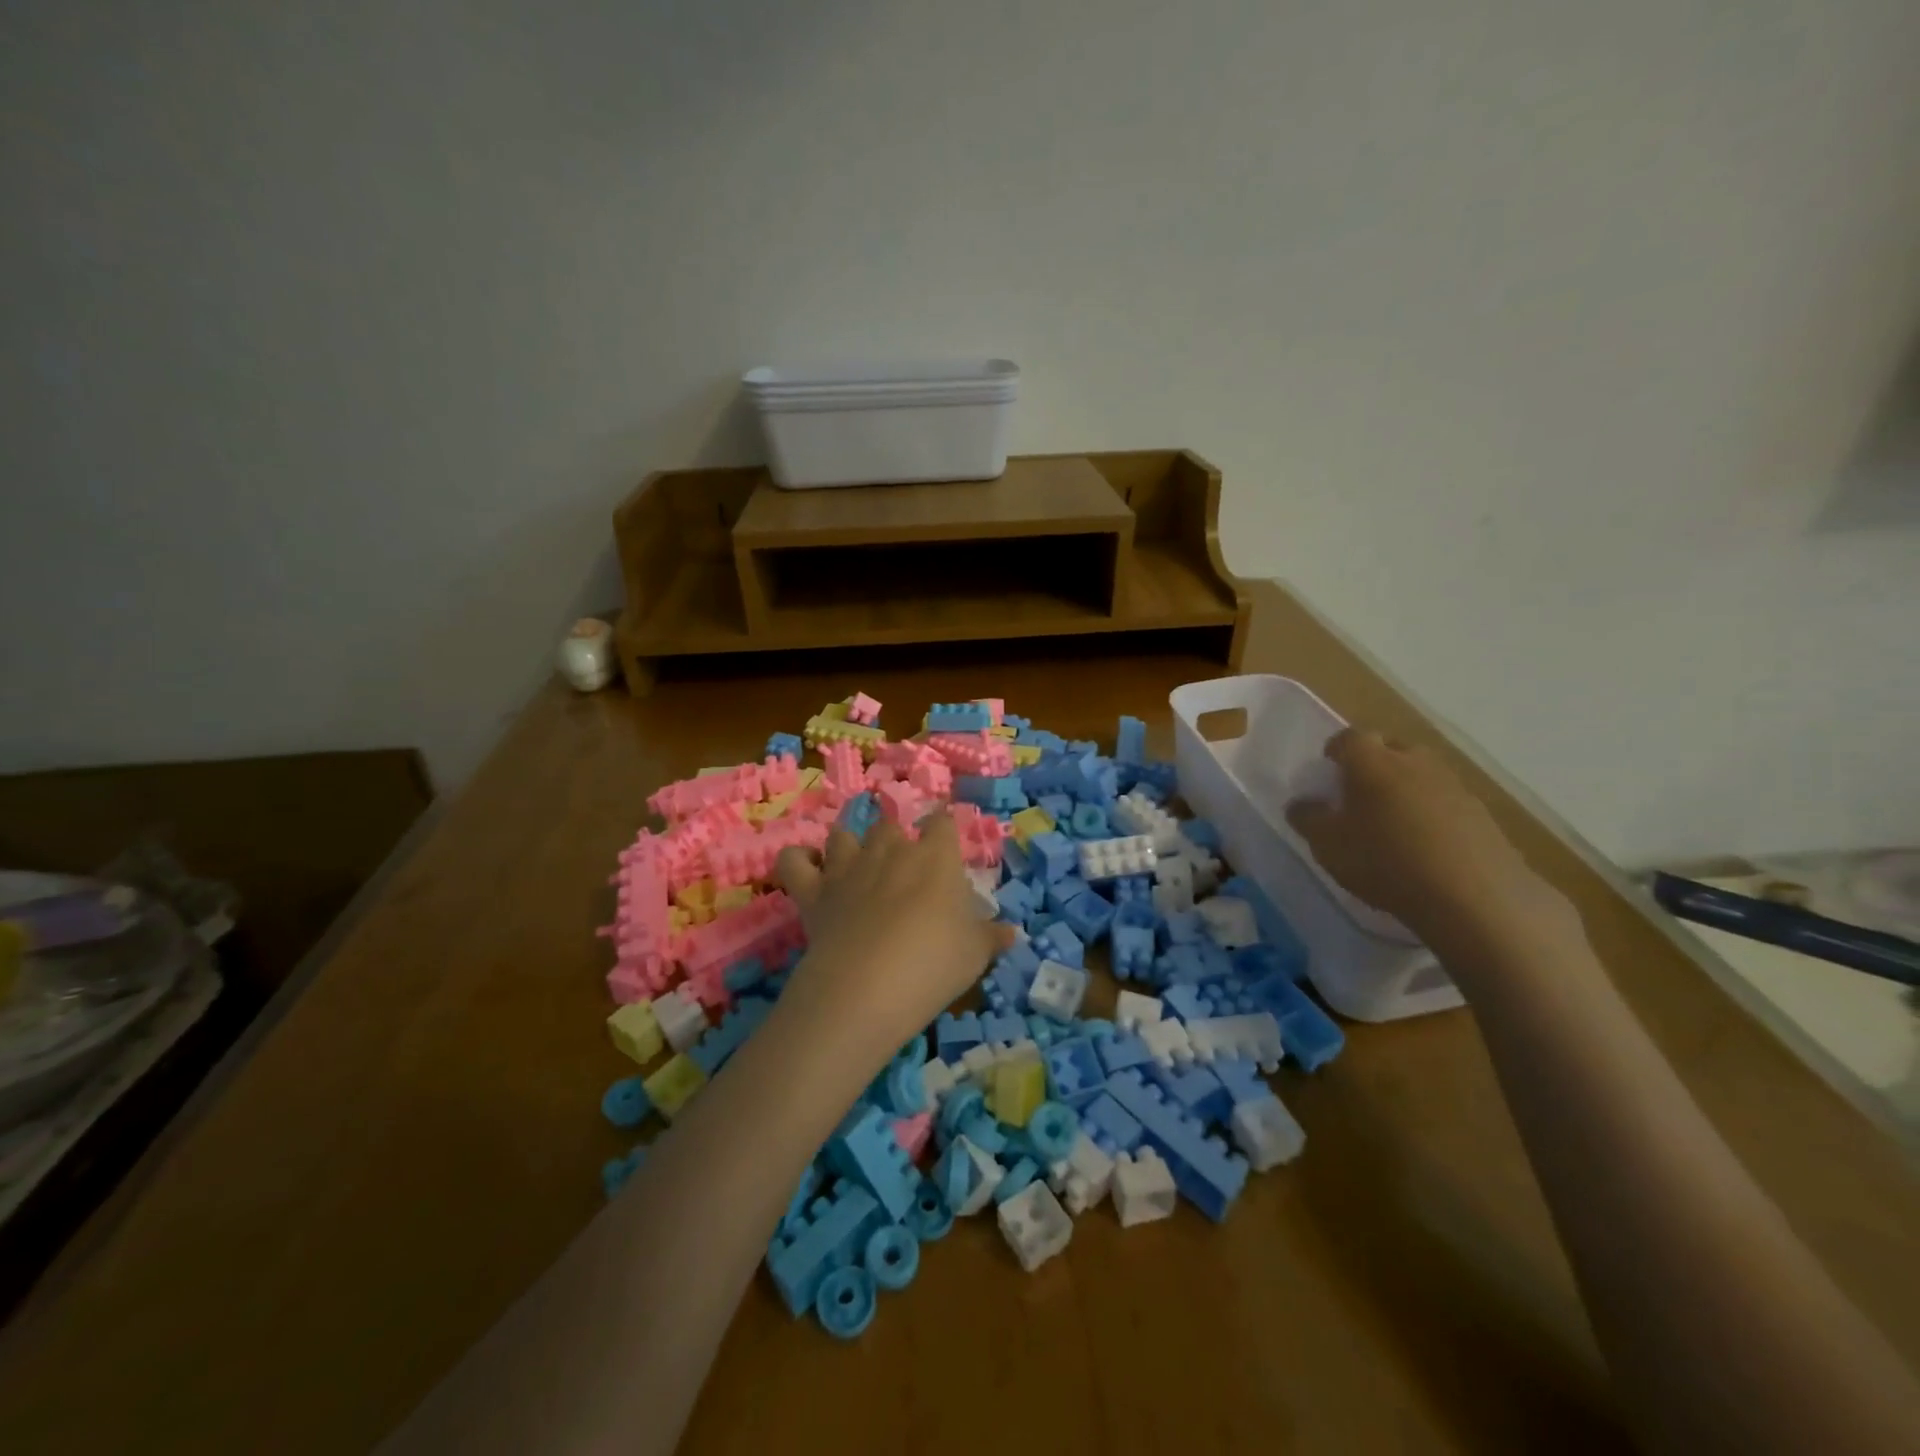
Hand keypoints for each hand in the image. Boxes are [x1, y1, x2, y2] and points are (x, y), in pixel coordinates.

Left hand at [774, 814, 1013, 1054]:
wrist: (867, 986)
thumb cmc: (934, 964)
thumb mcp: (975, 954)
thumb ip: (992, 937)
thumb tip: (1011, 932)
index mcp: (935, 857)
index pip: (942, 822)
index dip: (944, 825)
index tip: (946, 835)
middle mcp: (889, 850)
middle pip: (889, 824)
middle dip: (894, 836)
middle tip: (901, 864)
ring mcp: (847, 867)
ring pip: (843, 834)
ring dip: (848, 843)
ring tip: (854, 863)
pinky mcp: (813, 891)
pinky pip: (794, 861)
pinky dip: (799, 861)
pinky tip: (807, 871)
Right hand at [1285, 730, 1569, 945]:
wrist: (1473, 896)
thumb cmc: (1385, 861)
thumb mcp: (1327, 845)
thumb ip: (1307, 818)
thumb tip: (1300, 804)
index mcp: (1372, 761)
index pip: (1348, 738)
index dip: (1335, 752)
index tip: (1327, 774)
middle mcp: (1414, 760)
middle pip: (1388, 749)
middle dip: (1371, 765)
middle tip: (1357, 796)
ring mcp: (1453, 784)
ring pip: (1419, 773)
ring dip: (1403, 788)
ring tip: (1392, 823)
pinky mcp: (1481, 812)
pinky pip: (1445, 800)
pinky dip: (1430, 812)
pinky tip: (1425, 845)